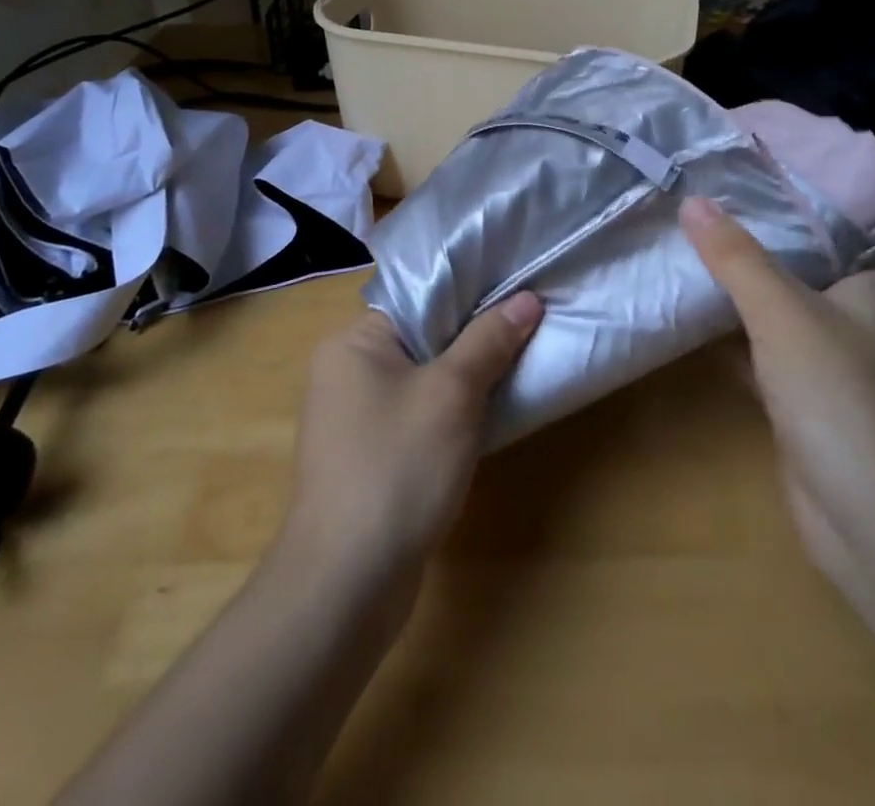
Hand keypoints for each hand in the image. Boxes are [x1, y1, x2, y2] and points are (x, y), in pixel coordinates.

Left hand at [283, 295, 543, 582]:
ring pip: (423, 376)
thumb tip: (527, 298)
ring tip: (519, 361)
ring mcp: (354, 416)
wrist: (348, 583)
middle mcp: (346, 370)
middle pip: (422, 335)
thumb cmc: (398, 467)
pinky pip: (417, 413)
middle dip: (474, 334)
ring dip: (466, 375)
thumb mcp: (452, 394)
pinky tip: (490, 413)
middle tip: (527, 324)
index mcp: (352, 341)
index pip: (417, 297)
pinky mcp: (369, 455)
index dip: (469, 291)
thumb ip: (489, 341)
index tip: (517, 290)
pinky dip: (451, 410)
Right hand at [679, 195, 874, 577]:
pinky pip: (766, 366)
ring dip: (758, 303)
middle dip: (792, 259)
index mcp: (874, 304)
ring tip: (707, 263)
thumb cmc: (836, 395)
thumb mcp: (780, 311)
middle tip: (738, 223)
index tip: (820, 208)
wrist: (862, 515)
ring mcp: (831, 379)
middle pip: (833, 288)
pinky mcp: (803, 415)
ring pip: (792, 326)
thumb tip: (693, 200)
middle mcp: (859, 336)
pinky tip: (697, 335)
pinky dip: (737, 351)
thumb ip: (736, 258)